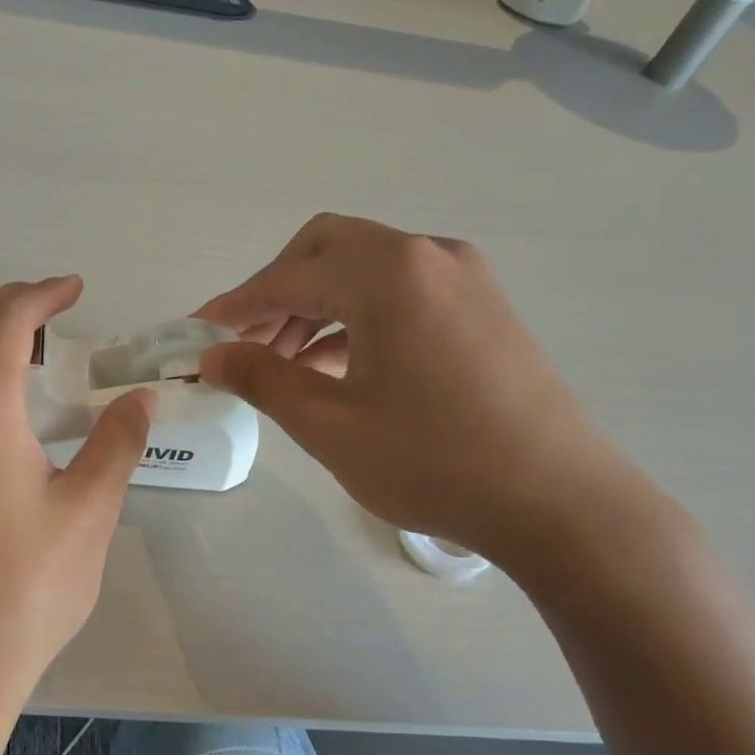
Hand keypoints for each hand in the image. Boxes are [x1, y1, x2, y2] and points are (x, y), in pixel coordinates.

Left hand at [0, 276, 155, 698]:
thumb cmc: (25, 587)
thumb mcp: (88, 511)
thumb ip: (116, 443)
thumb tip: (141, 399)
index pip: (7, 321)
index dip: (43, 295)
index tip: (77, 289)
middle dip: (7, 305)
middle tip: (55, 310)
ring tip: (33, 352)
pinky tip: (1, 409)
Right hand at [197, 214, 642, 567]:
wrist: (560, 503)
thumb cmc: (434, 462)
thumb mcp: (330, 425)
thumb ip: (262, 379)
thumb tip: (213, 356)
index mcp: (389, 273)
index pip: (288, 277)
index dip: (234, 306)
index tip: (194, 333)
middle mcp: (428, 255)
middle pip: (326, 250)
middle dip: (275, 292)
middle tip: (244, 342)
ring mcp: (463, 278)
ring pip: (363, 271)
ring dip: (314, 305)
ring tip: (282, 363)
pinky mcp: (482, 307)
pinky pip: (399, 293)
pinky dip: (355, 318)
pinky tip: (334, 365)